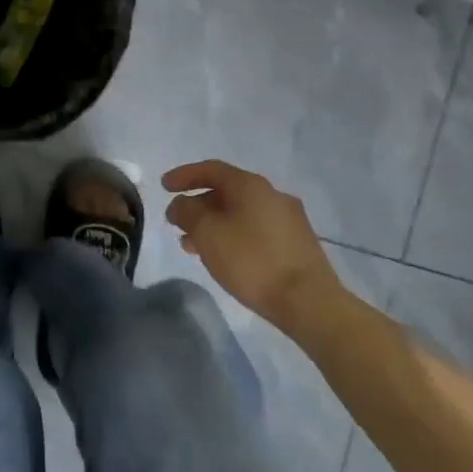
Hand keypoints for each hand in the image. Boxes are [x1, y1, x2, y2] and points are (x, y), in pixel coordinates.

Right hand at [161, 160, 344, 333]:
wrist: (308, 302)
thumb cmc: (252, 261)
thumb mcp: (207, 233)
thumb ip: (187, 212)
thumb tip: (181, 204)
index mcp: (250, 185)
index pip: (211, 169)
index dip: (184, 175)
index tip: (163, 186)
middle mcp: (271, 194)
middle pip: (226, 191)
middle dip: (197, 205)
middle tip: (176, 221)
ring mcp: (287, 219)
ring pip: (240, 213)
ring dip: (213, 224)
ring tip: (192, 244)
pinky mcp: (296, 244)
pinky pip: (254, 230)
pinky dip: (232, 235)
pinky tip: (222, 256)